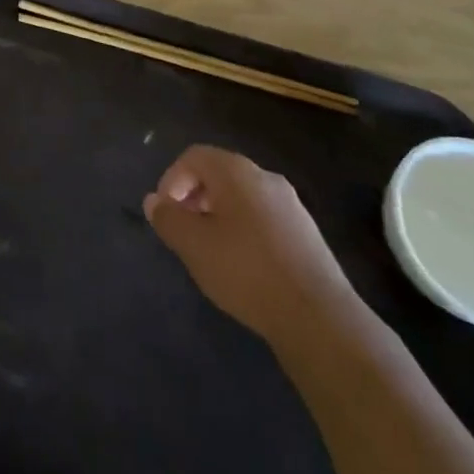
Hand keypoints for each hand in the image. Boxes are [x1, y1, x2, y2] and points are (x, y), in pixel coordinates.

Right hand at [144, 145, 357, 343]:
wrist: (318, 317)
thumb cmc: (246, 271)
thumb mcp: (194, 245)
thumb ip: (169, 219)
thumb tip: (154, 201)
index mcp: (236, 171)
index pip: (193, 156)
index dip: (171, 179)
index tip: (165, 213)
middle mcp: (265, 177)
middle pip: (219, 173)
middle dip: (194, 197)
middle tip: (184, 230)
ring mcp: (291, 205)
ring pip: (242, 197)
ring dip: (219, 214)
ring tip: (210, 250)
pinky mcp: (306, 233)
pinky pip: (263, 217)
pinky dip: (244, 229)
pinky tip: (242, 265)